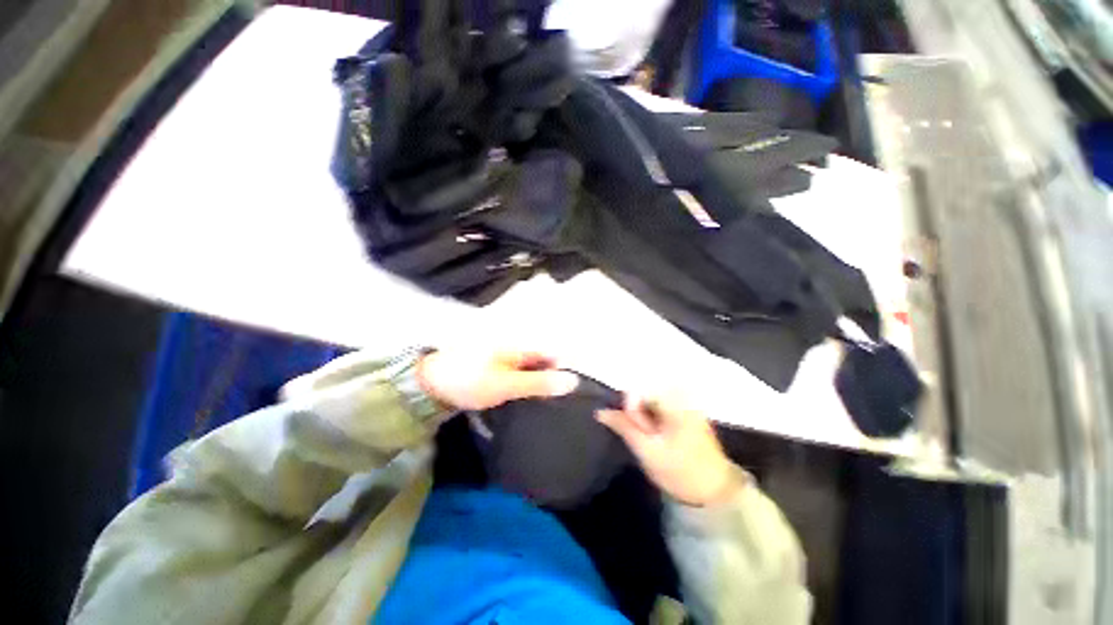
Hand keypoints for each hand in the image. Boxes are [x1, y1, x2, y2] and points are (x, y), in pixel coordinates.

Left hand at [416, 349, 579, 410]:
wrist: (430, 384)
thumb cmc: (471, 381)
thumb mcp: (507, 385)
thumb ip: (539, 383)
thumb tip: (572, 381)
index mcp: (519, 347)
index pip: (551, 355)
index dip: (562, 371)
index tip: (568, 393)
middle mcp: (514, 349)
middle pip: (542, 362)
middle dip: (550, 380)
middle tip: (555, 402)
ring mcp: (503, 359)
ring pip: (530, 371)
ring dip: (536, 385)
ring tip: (543, 404)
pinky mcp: (494, 370)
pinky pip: (516, 376)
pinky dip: (523, 387)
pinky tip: (523, 400)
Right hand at [597, 395, 740, 505]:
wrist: (715, 492)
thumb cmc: (680, 472)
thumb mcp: (647, 451)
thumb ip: (623, 426)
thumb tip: (600, 411)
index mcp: (674, 401)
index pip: (637, 391)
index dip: (631, 411)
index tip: (639, 432)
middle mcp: (682, 395)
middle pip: (645, 393)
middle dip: (638, 414)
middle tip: (645, 438)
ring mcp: (686, 403)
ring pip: (651, 400)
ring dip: (645, 417)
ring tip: (652, 439)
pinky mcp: (688, 412)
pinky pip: (661, 406)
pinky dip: (654, 418)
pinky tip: (658, 435)